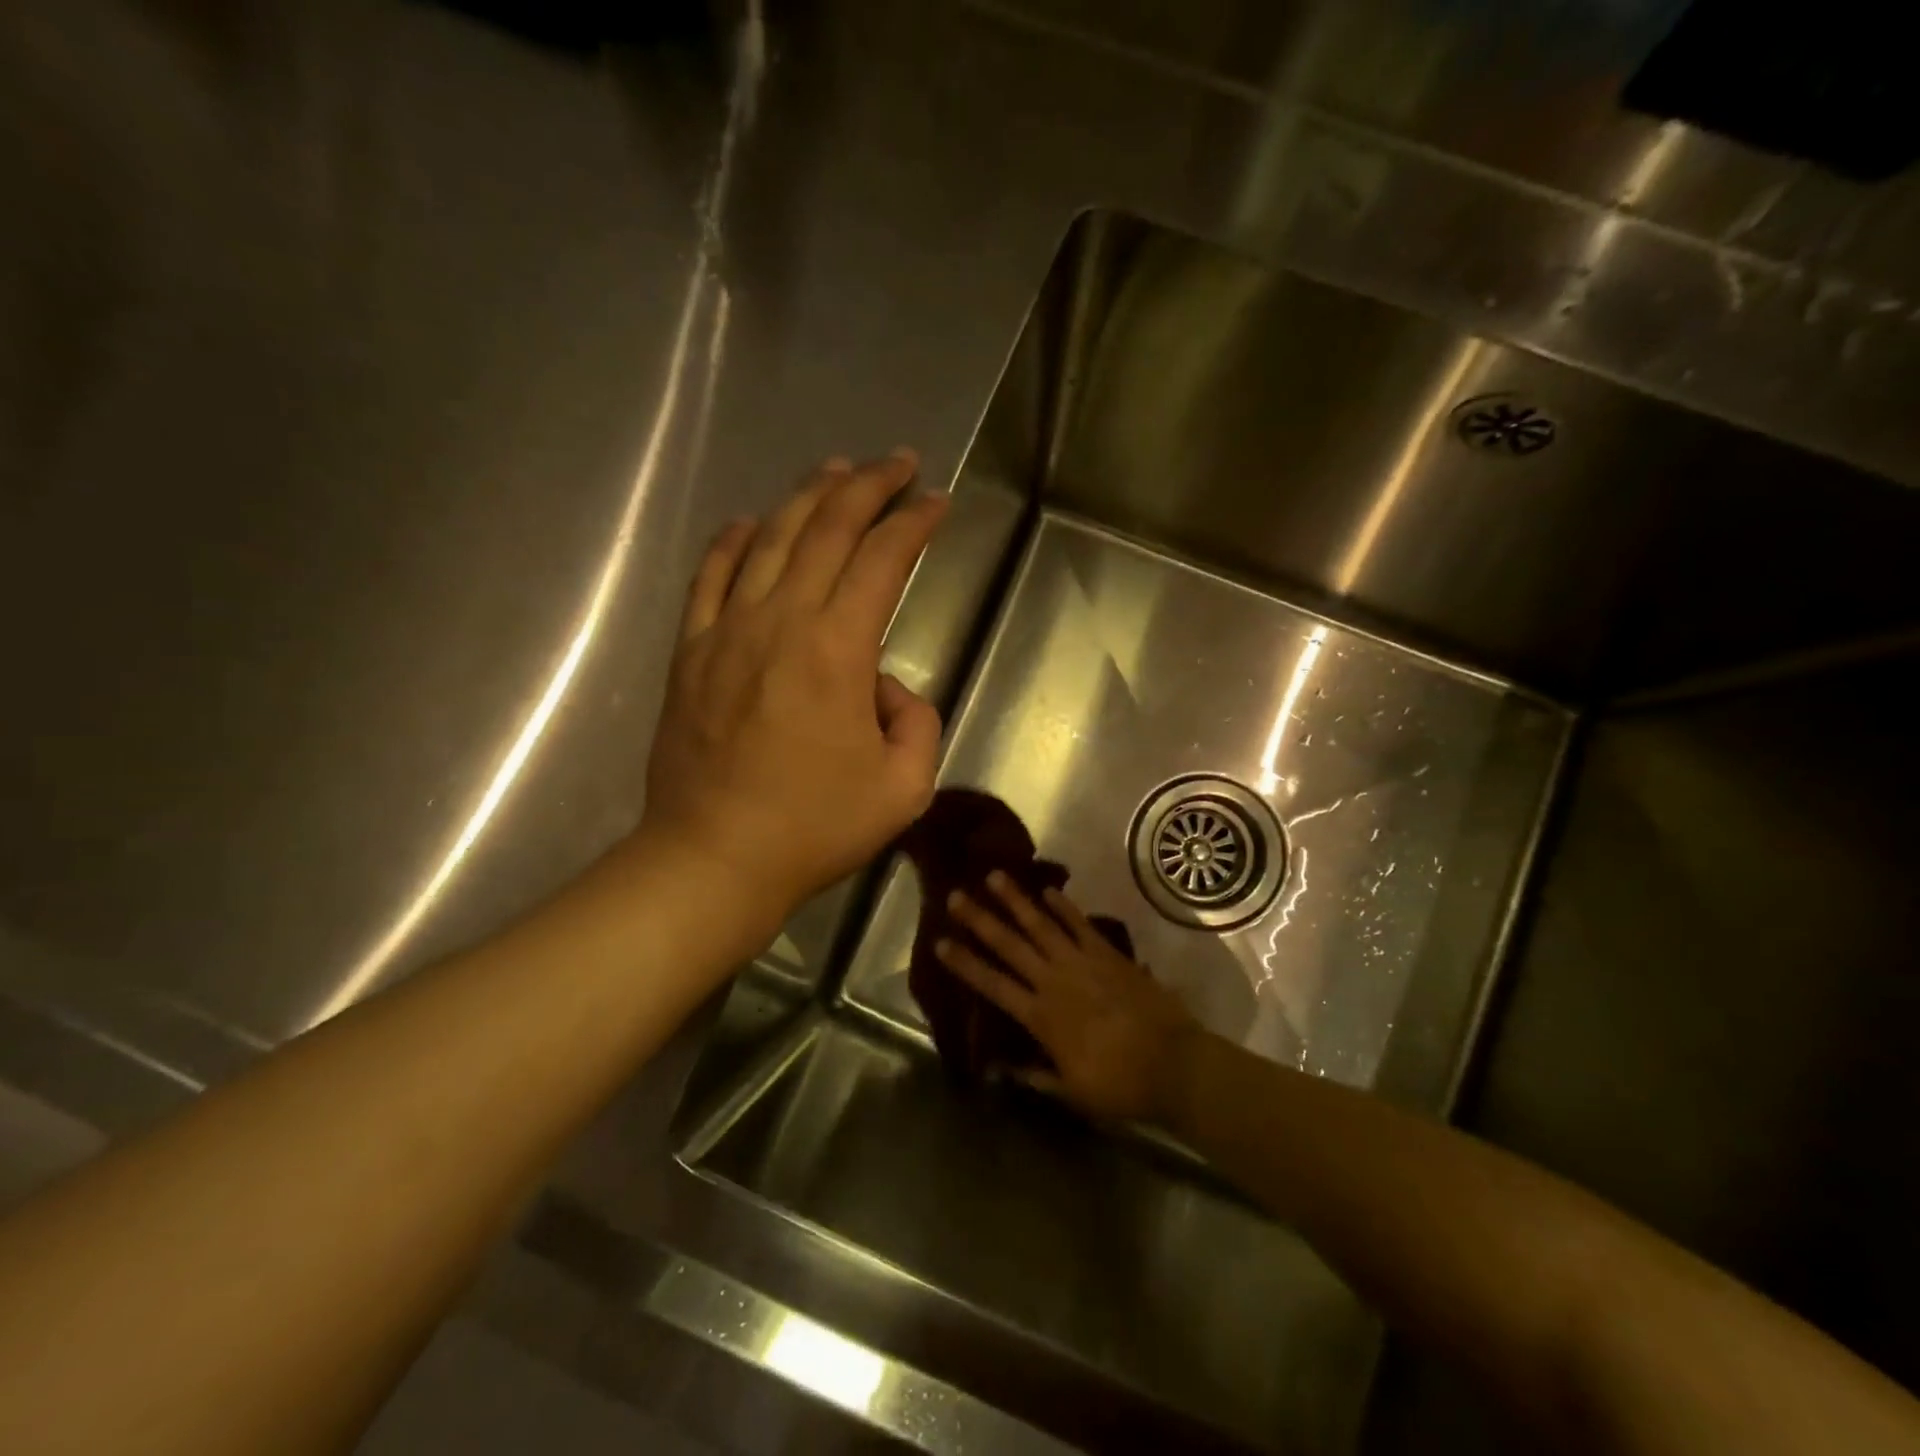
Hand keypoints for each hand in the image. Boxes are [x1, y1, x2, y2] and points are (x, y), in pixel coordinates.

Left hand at [638, 451, 947, 934]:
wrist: (714, 858)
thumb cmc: (814, 828)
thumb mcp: (904, 788)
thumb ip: (916, 723)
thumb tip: (885, 688)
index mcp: (838, 648)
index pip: (884, 560)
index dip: (915, 523)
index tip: (938, 501)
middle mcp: (781, 620)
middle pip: (827, 529)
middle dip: (868, 485)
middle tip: (898, 463)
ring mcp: (727, 631)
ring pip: (768, 539)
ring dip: (807, 497)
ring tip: (835, 470)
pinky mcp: (691, 652)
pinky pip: (710, 577)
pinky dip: (731, 542)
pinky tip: (748, 521)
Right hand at [936, 872, 1202, 1123]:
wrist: (1174, 1064)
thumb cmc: (1120, 1085)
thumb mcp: (1071, 1091)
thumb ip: (1035, 1076)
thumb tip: (1001, 1068)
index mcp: (1041, 1017)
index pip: (993, 984)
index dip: (965, 963)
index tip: (940, 942)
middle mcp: (1054, 981)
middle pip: (1010, 945)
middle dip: (981, 919)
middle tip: (956, 895)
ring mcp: (1082, 962)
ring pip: (1041, 925)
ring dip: (1016, 900)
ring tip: (995, 876)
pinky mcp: (1109, 954)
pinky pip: (1081, 924)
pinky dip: (1064, 906)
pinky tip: (1048, 890)